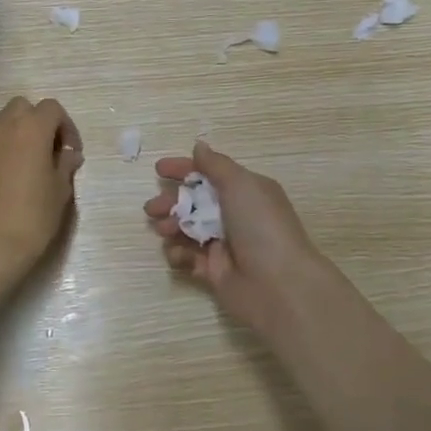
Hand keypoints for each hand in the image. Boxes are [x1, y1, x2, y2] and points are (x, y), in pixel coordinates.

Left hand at [0, 97, 83, 275]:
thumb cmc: (33, 217)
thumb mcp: (60, 191)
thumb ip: (65, 165)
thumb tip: (68, 154)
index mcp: (31, 129)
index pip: (52, 108)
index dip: (65, 126)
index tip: (70, 151)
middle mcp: (2, 127)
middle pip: (21, 108)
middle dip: (36, 122)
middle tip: (46, 151)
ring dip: (15, 136)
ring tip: (23, 166)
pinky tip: (2, 182)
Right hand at [144, 141, 328, 327]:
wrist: (278, 284)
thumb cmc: (261, 226)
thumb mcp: (241, 184)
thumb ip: (215, 165)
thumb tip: (199, 146)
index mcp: (245, 192)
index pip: (210, 175)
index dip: (184, 170)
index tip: (159, 170)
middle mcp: (235, 216)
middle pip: (194, 202)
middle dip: (171, 202)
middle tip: (153, 208)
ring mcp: (224, 244)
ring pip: (187, 229)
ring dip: (171, 226)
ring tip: (164, 230)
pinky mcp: (213, 271)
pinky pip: (188, 257)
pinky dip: (178, 253)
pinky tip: (178, 254)